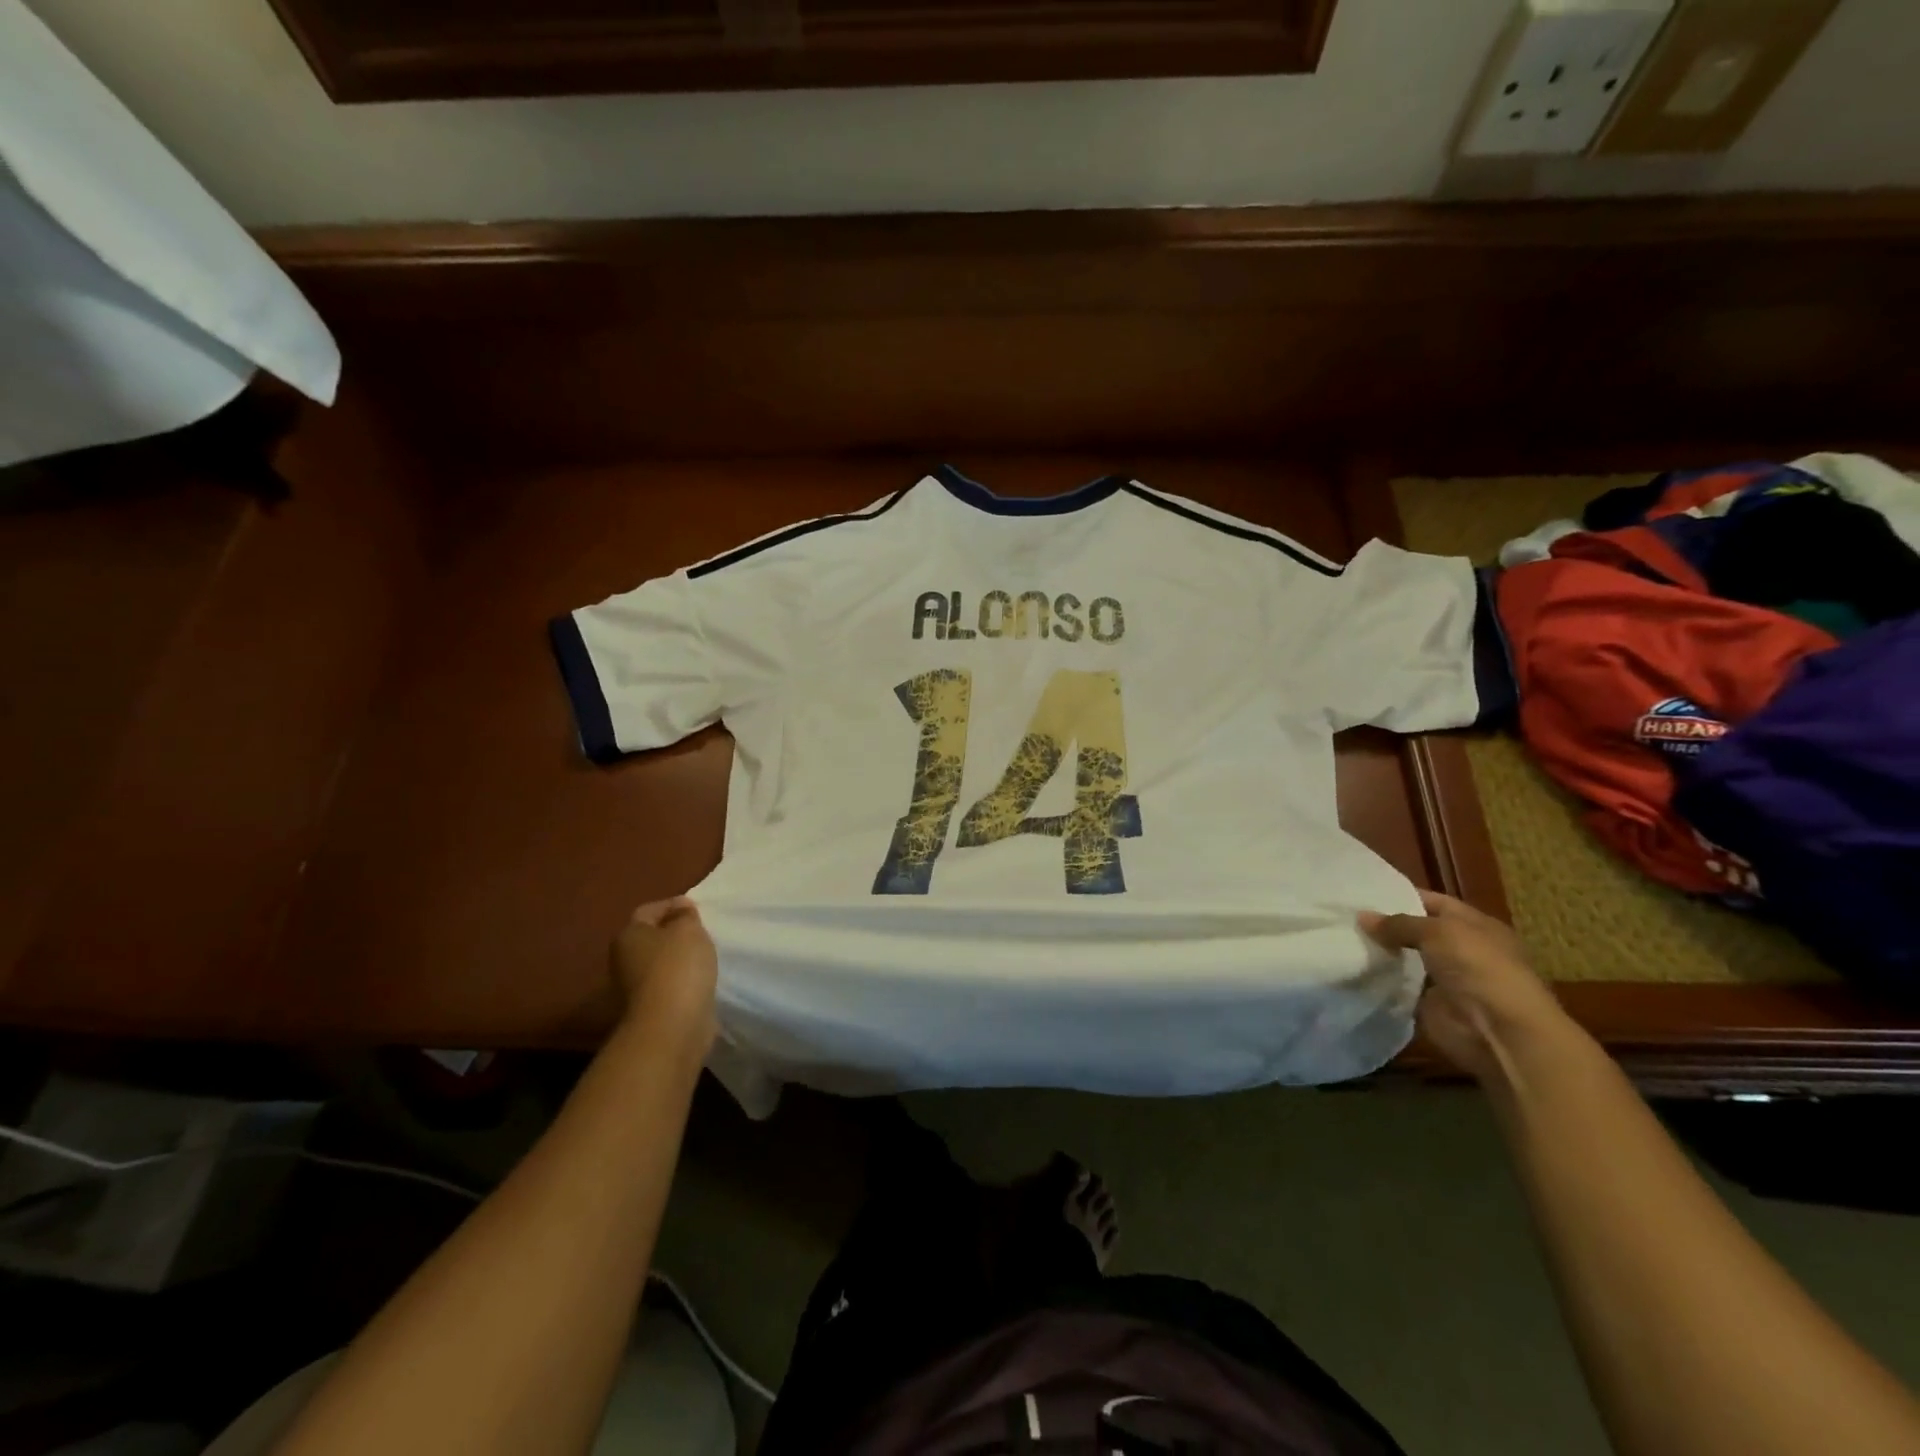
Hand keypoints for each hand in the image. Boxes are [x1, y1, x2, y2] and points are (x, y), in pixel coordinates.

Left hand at [612, 897, 717, 1054]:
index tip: (698, 910)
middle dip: (676, 934)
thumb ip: (685, 915)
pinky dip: (684, 982)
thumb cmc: (678, 967)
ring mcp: (634, 988)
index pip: (648, 910)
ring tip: (707, 957)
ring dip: (681, 960)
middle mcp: (624, 960)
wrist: (671, 1026)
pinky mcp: (650, 1010)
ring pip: (661, 964)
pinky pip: (670, 986)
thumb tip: (680, 908)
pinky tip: (702, 981)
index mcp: (628, 935)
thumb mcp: (688, 929)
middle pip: (652, 938)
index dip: (673, 905)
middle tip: (703, 933)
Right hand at [1359, 891, 1579, 1082]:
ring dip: (1378, 952)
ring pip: (1403, 959)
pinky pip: (1397, 986)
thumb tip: (1362, 916)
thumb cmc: (1478, 968)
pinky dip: (1378, 980)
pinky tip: (1349, 966)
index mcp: (1474, 926)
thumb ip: (1399, 923)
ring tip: (1338, 937)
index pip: (1432, 902)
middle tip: (1343, 914)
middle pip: (1415, 931)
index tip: (1361, 891)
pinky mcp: (1428, 1005)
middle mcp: (1460, 950)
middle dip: (1384, 925)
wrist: (1499, 1032)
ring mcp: (1444, 979)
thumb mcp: (1438, 931)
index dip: (1399, 895)